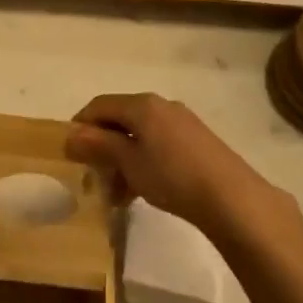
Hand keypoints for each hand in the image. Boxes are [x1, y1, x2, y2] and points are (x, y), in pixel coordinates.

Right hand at [65, 93, 296, 236]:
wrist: (231, 198)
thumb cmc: (171, 175)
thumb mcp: (127, 162)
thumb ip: (98, 145)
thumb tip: (70, 134)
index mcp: (142, 104)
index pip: (99, 105)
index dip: (80, 126)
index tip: (70, 153)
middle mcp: (161, 106)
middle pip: (119, 120)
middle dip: (102, 148)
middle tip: (94, 177)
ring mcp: (181, 123)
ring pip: (139, 136)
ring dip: (122, 161)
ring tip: (118, 194)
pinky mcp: (196, 142)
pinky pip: (157, 146)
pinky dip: (142, 163)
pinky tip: (141, 191)